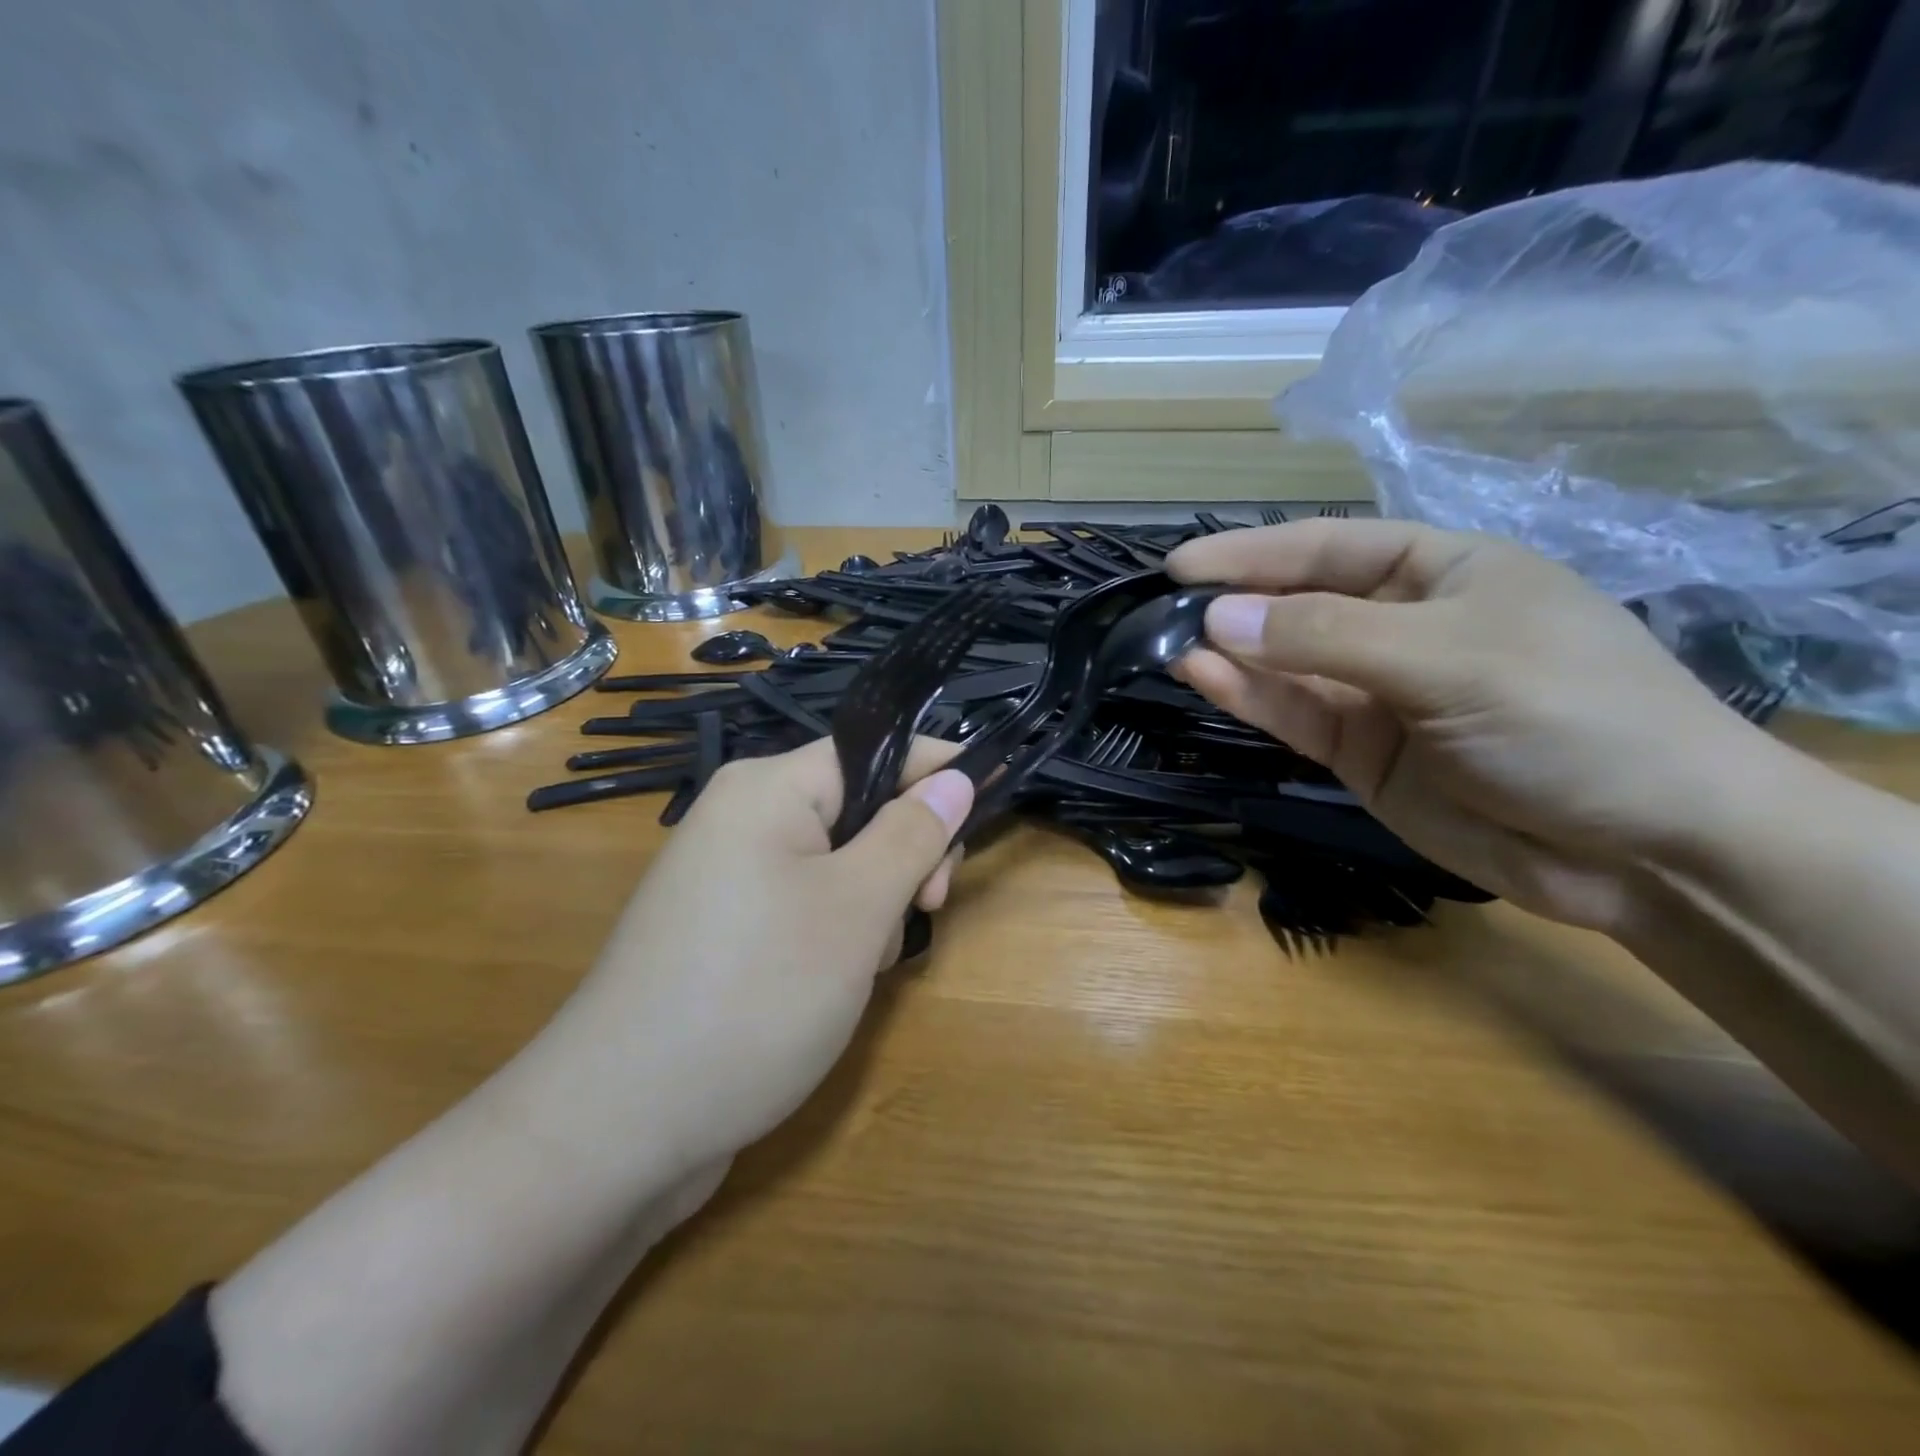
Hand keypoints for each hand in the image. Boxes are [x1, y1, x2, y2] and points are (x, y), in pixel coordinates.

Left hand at [558, 738, 973, 1179]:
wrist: (619, 1128)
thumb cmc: (756, 995)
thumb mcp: (856, 909)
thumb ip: (912, 834)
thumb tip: (956, 776)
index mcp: (768, 789)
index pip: (875, 750)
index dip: (937, 772)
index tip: (988, 809)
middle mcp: (742, 818)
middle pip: (858, 807)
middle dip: (904, 854)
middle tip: (926, 908)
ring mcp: (729, 877)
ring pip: (838, 863)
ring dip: (874, 904)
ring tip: (865, 965)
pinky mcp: (725, 930)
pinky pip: (805, 904)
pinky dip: (838, 933)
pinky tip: (838, 982)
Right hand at [1167, 519, 1787, 931]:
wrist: (1648, 851)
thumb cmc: (1572, 716)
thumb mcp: (1449, 658)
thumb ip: (1327, 637)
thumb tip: (1218, 619)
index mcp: (1442, 573)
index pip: (1330, 546)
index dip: (1255, 552)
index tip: (1183, 566)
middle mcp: (1402, 626)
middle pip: (1300, 604)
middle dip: (1235, 604)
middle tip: (1162, 610)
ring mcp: (1378, 693)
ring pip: (1287, 663)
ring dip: (1232, 654)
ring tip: (1168, 643)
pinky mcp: (1362, 752)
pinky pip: (1295, 714)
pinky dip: (1249, 698)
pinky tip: (1203, 678)